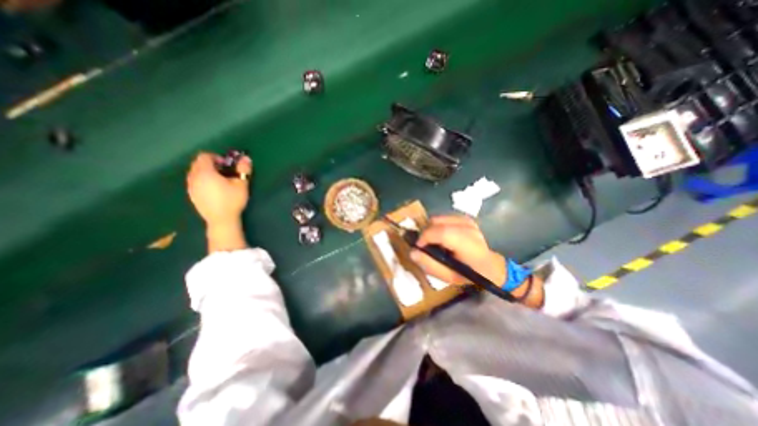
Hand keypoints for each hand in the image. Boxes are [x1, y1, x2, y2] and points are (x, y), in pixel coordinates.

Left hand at [187, 152, 252, 227]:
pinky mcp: (191, 195)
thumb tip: (246, 158)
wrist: (221, 220)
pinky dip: (202, 180)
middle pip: (197, 163)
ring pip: (194, 172)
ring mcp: (191, 187)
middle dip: (210, 163)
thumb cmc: (232, 200)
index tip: (227, 164)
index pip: (204, 156)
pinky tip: (214, 189)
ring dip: (205, 172)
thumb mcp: (242, 184)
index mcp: (205, 172)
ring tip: (219, 180)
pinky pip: (194, 181)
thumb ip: (243, 170)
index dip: (216, 157)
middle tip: (224, 171)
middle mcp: (194, 177)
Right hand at [408, 216, 501, 286]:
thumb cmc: (468, 274)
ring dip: (431, 229)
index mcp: (470, 246)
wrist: (489, 266)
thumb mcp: (449, 277)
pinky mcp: (465, 217)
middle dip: (425, 233)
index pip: (444, 233)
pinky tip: (441, 236)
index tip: (418, 246)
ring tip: (433, 242)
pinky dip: (436, 226)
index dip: (426, 237)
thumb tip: (412, 252)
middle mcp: (470, 229)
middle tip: (424, 245)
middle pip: (438, 222)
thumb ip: (430, 265)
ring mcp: (468, 221)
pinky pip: (443, 217)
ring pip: (438, 218)